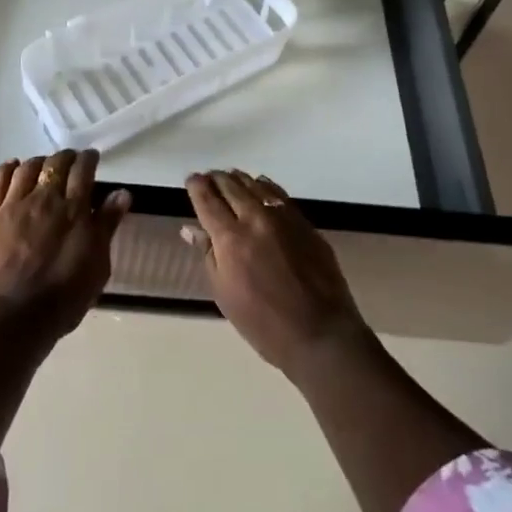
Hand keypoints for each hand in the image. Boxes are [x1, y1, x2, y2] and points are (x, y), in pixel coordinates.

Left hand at [0, 150, 129, 338]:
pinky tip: (14, 166)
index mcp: (74, 210)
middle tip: (71, 162)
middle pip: (56, 163)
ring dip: (40, 161)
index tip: (92, 159)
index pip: (83, 170)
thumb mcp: (97, 265)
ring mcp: (14, 205)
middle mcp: (45, 199)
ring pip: (28, 167)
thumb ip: (107, 225)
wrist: (13, 318)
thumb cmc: (64, 297)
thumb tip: (122, 193)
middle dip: (66, 157)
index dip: (88, 159)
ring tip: (44, 167)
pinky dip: (8, 168)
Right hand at [185, 170, 369, 380]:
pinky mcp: (304, 223)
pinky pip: (279, 195)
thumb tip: (191, 229)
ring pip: (256, 185)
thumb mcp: (225, 294)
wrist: (320, 333)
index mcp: (230, 239)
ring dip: (239, 179)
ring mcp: (283, 218)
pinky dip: (265, 186)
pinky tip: (261, 185)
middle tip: (208, 177)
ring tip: (231, 177)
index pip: (208, 201)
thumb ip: (208, 255)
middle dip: (216, 179)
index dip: (197, 187)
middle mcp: (255, 219)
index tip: (191, 179)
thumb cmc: (263, 323)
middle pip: (231, 187)